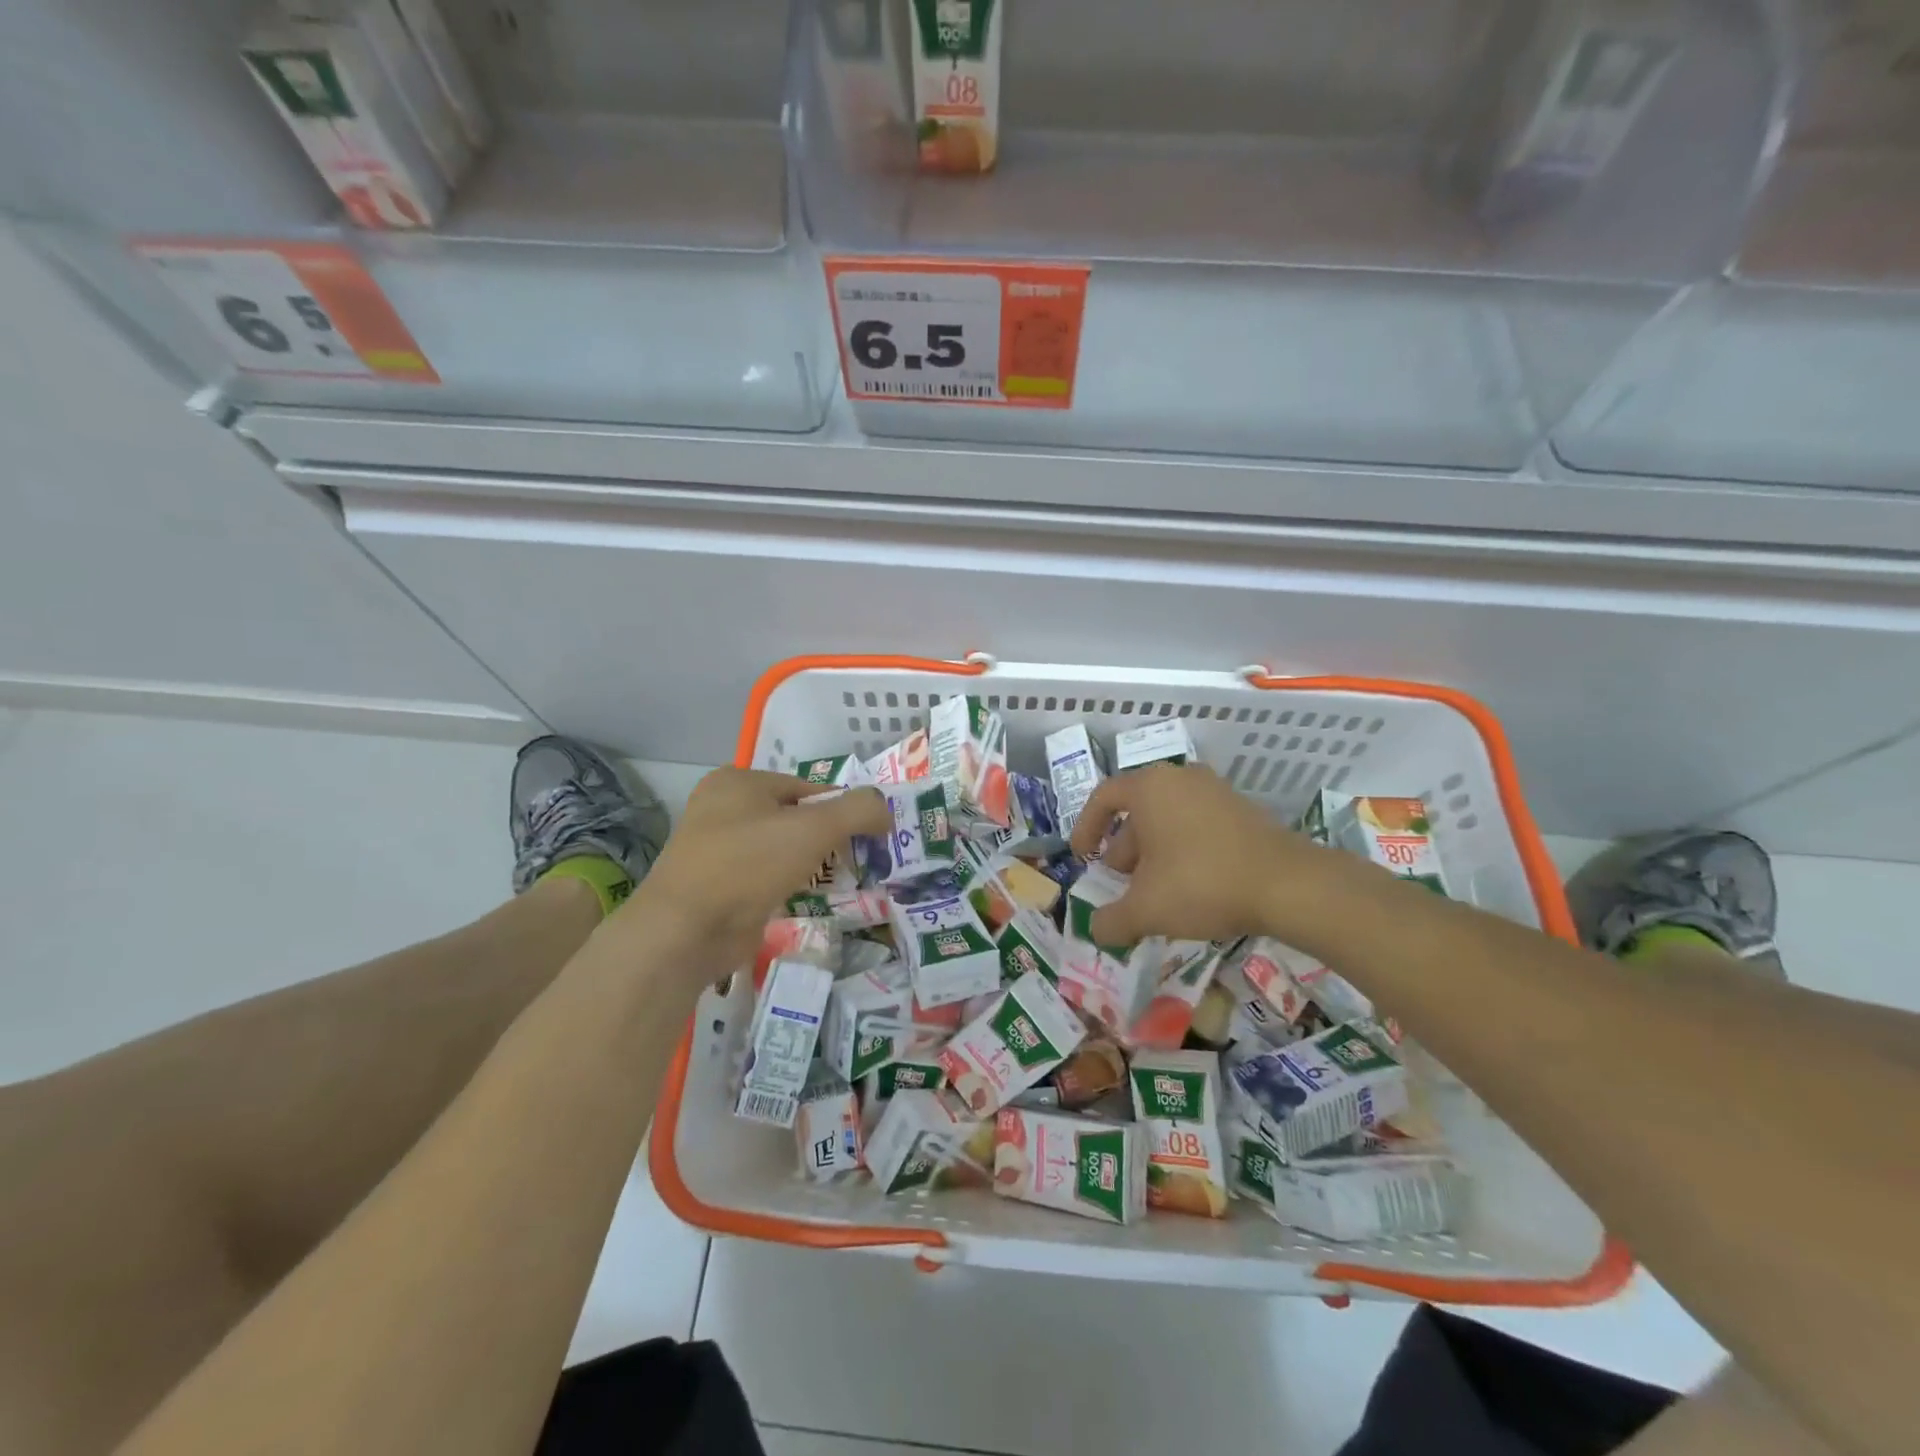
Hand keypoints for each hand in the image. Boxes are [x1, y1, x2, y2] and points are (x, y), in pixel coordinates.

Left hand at [612, 768, 888, 984]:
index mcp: (738, 781)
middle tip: (854, 863)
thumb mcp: (814, 828)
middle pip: (795, 818)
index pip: (808, 788)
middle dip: (826, 840)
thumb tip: (885, 809)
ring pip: (780, 849)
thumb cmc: (748, 864)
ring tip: (836, 883)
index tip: (866, 838)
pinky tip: (804, 900)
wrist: (685, 931)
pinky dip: (787, 886)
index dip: (841, 810)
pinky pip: (765, 877)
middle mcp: (722, 808)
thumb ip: (858, 810)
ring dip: (809, 865)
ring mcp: (716, 848)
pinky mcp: (717, 885)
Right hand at [1067, 764, 1363, 947]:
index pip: (1103, 797)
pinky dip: (1183, 850)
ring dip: (1153, 853)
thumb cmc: (1202, 884)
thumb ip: (1111, 920)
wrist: (1289, 885)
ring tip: (1155, 892)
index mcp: (1150, 787)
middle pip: (1137, 810)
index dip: (1086, 828)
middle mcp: (1180, 778)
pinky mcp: (1243, 810)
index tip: (1083, 859)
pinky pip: (1197, 825)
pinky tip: (1191, 888)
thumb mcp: (1146, 910)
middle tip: (1121, 883)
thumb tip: (1096, 930)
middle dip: (1123, 849)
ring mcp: (1216, 791)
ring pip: (1169, 818)